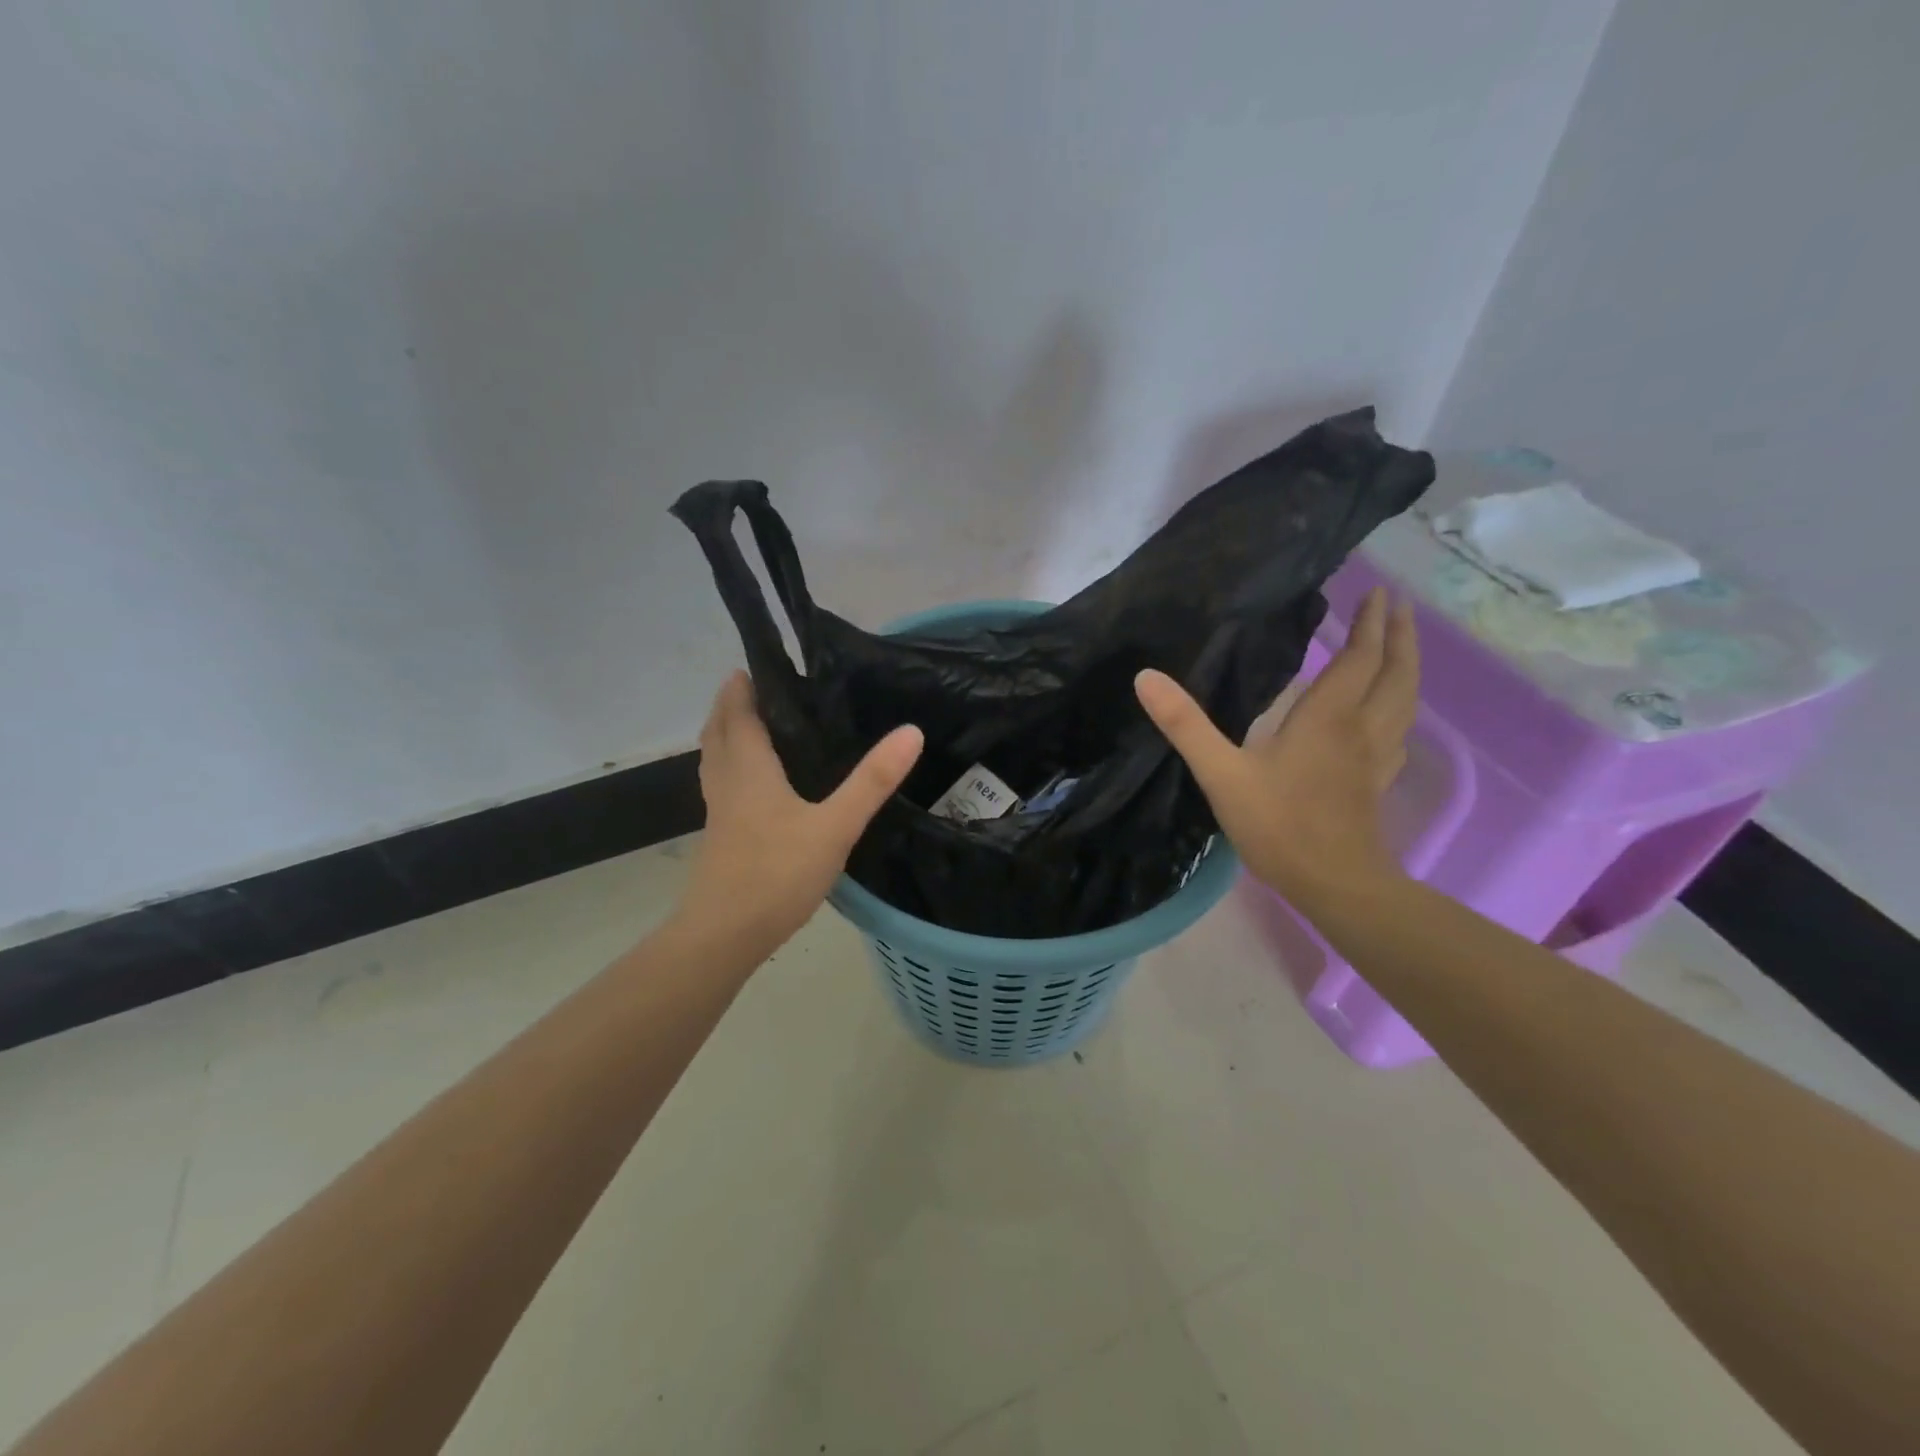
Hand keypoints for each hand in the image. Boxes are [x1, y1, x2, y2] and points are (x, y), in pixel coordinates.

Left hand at [675, 671, 923, 954]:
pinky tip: (754, 786)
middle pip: (718, 733)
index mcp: (749, 769)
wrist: (723, 936)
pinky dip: (731, 768)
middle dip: (730, 706)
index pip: (739, 714)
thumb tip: (911, 731)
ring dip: (726, 736)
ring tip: (751, 726)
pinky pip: (721, 787)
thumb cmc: (776, 873)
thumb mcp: (835, 826)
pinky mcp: (720, 839)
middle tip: (754, 687)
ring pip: (714, 761)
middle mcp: (727, 783)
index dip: (744, 687)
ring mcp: (718, 814)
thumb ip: (872, 781)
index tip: (756, 664)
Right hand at [1134, 587, 1417, 908]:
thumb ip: (1185, 725)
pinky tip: (1390, 717)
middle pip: (1395, 673)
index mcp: (1328, 718)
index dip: (1370, 624)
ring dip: (1407, 667)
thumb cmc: (1278, 825)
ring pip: (1405, 701)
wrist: (1334, 884)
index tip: (1379, 592)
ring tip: (1402, 648)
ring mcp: (1376, 757)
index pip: (1359, 658)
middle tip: (1399, 606)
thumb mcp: (1220, 773)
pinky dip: (1399, 709)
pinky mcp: (1378, 782)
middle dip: (1399, 636)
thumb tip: (1146, 677)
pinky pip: (1399, 732)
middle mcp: (1362, 728)